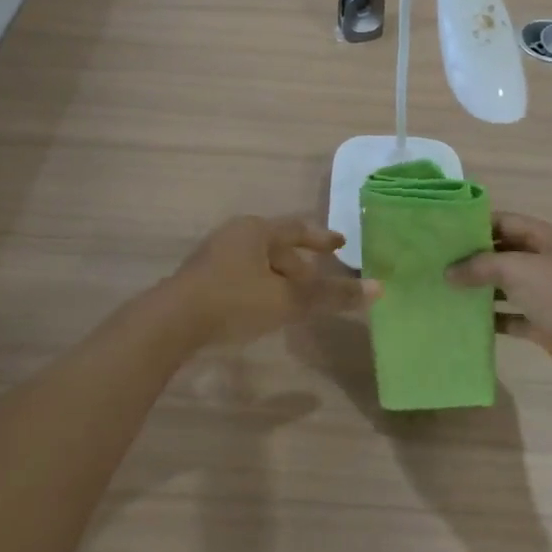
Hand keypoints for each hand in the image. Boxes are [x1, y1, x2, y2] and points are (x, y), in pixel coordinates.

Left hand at [167, 215, 379, 346]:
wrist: (171, 322)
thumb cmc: (234, 301)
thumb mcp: (287, 300)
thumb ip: (331, 295)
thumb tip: (379, 288)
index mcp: (256, 230)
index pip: (297, 229)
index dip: (321, 238)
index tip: (341, 244)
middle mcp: (235, 235)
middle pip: (276, 246)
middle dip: (299, 263)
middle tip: (319, 280)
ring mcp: (214, 256)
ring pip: (258, 263)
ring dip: (279, 278)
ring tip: (294, 299)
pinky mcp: (200, 279)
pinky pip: (241, 276)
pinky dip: (260, 287)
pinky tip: (263, 308)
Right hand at [445, 212, 551, 380]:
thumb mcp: (519, 269)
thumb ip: (480, 266)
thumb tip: (448, 272)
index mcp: (546, 238)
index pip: (505, 222)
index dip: (475, 225)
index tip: (443, 233)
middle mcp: (546, 262)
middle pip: (504, 254)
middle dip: (473, 258)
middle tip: (436, 263)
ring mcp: (546, 294)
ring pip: (506, 286)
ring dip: (479, 289)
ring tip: (443, 290)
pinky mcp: (543, 324)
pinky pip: (512, 317)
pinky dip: (492, 318)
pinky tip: (465, 320)